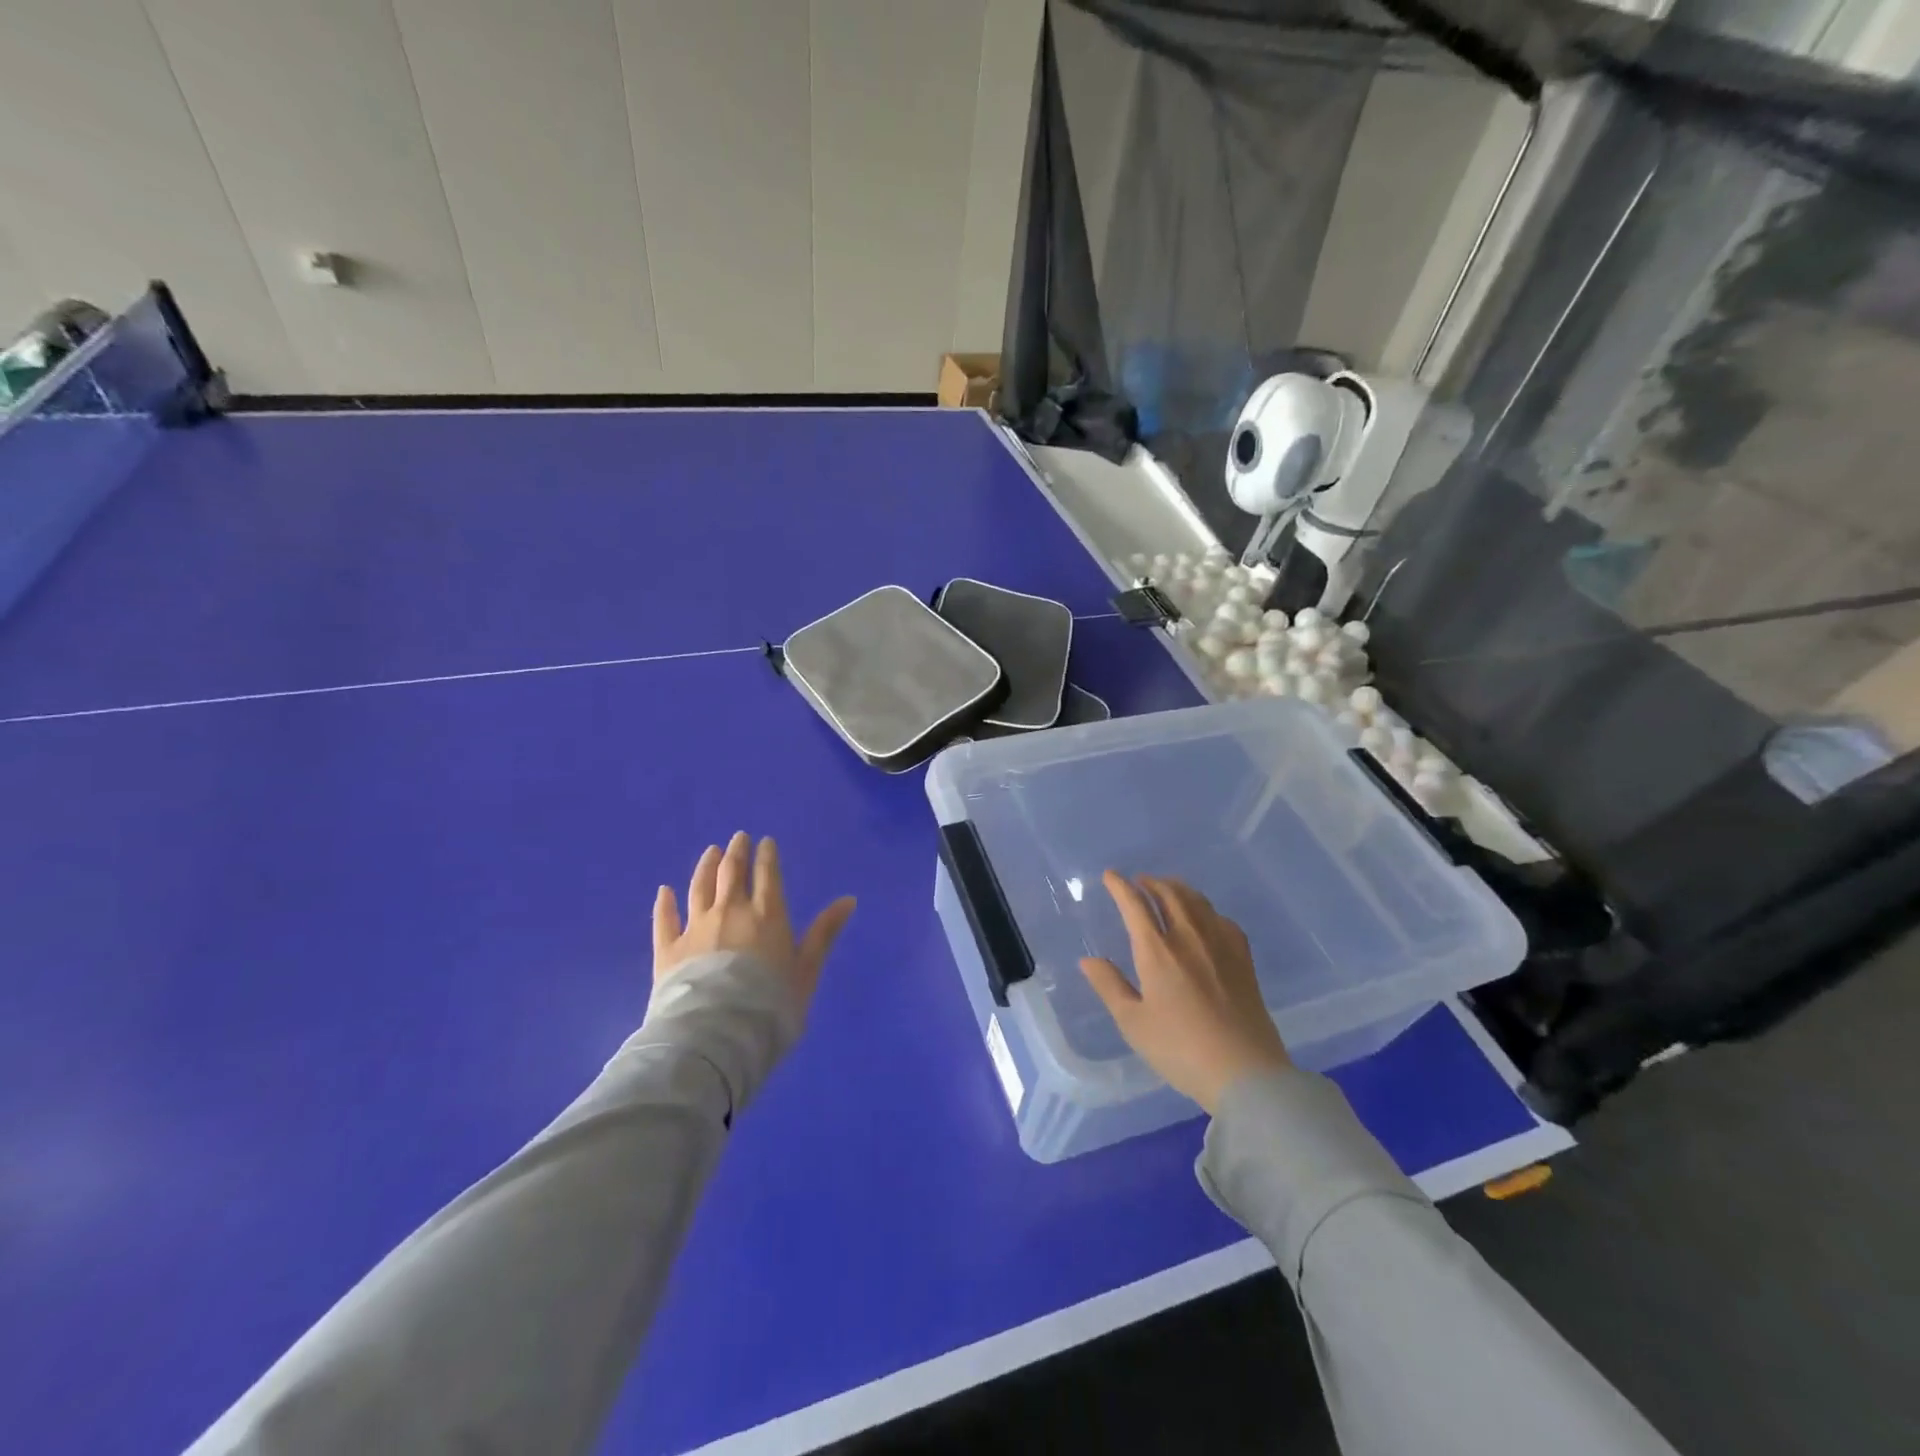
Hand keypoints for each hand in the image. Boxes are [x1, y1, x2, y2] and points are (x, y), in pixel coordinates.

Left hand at [654, 832, 856, 1015]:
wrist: (718, 1034)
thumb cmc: (771, 1004)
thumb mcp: (807, 970)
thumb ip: (824, 933)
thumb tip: (849, 899)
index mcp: (767, 916)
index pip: (768, 876)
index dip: (766, 856)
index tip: (765, 841)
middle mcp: (730, 912)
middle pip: (732, 874)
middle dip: (736, 853)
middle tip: (737, 838)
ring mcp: (696, 928)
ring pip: (699, 887)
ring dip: (706, 867)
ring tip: (711, 851)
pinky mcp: (668, 949)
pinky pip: (665, 919)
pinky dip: (665, 903)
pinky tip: (664, 891)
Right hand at [1079, 872, 1290, 1113]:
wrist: (1244, 1072)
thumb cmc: (1180, 1049)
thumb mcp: (1133, 1023)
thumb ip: (1109, 986)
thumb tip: (1088, 960)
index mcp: (1157, 951)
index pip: (1135, 905)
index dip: (1120, 887)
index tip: (1110, 876)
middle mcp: (1188, 937)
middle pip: (1169, 894)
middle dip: (1150, 882)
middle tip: (1139, 881)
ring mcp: (1220, 945)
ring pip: (1197, 901)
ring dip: (1177, 888)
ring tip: (1167, 888)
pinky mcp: (1243, 959)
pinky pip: (1222, 919)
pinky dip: (1206, 909)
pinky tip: (1205, 918)